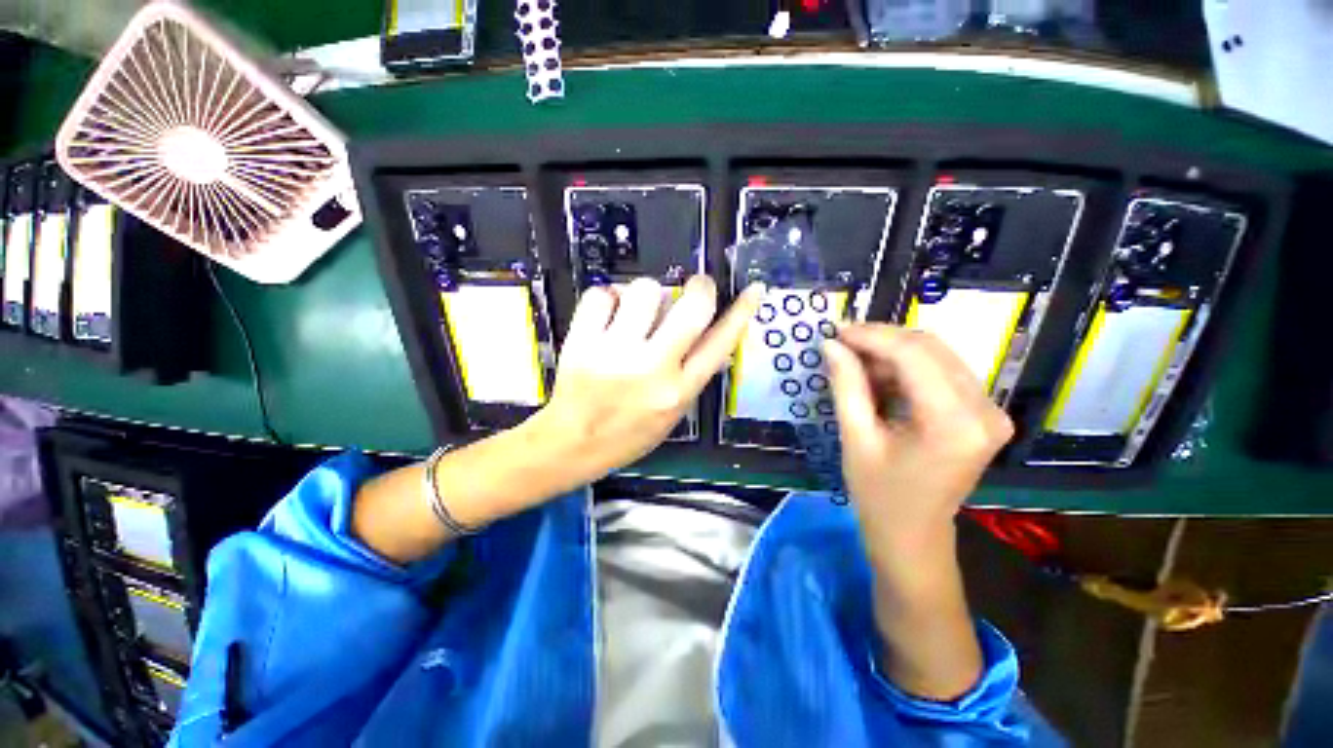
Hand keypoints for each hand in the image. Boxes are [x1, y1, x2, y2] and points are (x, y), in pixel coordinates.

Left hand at [540, 275, 764, 478]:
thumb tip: (715, 337)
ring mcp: (615, 352)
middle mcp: (652, 368)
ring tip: (638, 310)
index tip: (752, 290)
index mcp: (679, 391)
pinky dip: (608, 298)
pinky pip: (602, 294)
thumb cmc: (628, 433)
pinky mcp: (582, 341)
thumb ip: (693, 375)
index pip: (720, 344)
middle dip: (700, 286)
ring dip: (648, 293)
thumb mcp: (673, 414)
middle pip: (691, 308)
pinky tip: (608, 314)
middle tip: (694, 286)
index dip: (741, 312)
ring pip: (645, 290)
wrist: (573, 443)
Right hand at [823, 323, 1013, 553]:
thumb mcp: (856, 438)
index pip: (914, 355)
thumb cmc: (879, 494)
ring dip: (892, 351)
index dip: (871, 337)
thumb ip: (846, 385)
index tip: (835, 330)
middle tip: (841, 342)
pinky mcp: (984, 412)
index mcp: (954, 423)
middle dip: (881, 339)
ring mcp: (990, 410)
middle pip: (930, 348)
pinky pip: (942, 371)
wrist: (913, 533)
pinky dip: (906, 366)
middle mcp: (985, 410)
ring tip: (854, 360)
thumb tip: (831, 344)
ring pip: (937, 355)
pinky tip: (878, 375)